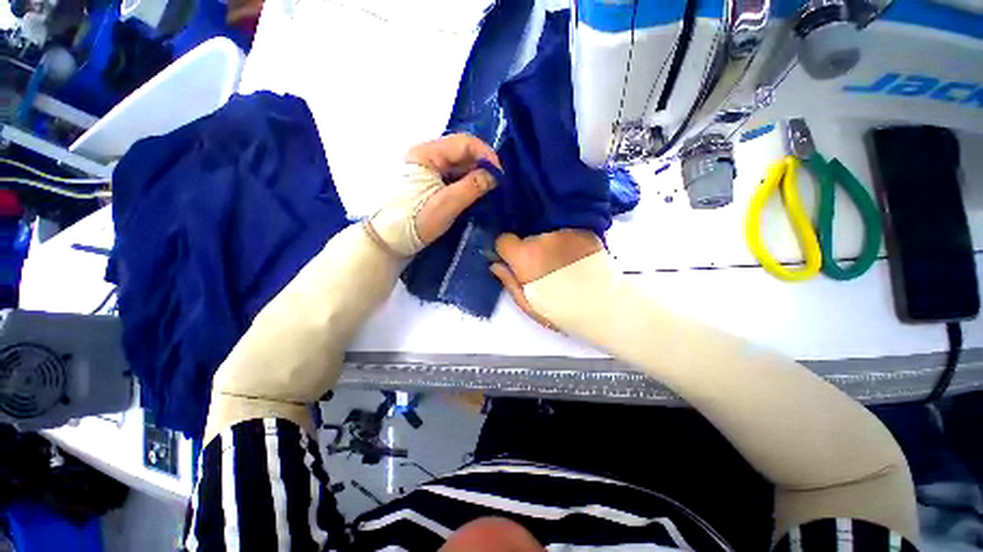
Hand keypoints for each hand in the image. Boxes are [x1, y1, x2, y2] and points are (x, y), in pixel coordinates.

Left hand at [367, 134, 501, 256]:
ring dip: (475, 174)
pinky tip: (475, 192)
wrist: (389, 241)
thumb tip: (495, 175)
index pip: (463, 142)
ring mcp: (427, 169)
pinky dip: (466, 182)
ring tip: (489, 189)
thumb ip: (472, 186)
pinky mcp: (429, 183)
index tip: (500, 174)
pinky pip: (452, 176)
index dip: (485, 155)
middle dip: (482, 165)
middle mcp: (426, 155)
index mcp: (426, 153)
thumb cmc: (415, 221)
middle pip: (461, 151)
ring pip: (458, 165)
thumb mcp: (446, 204)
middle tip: (497, 183)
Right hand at [490, 230, 603, 329]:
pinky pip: (567, 233)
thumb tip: (495, 265)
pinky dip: (568, 242)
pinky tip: (577, 259)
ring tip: (563, 265)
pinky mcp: (583, 232)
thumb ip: (509, 281)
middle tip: (543, 268)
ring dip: (550, 245)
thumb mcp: (528, 304)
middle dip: (530, 249)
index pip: (503, 239)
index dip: (507, 251)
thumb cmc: (561, 310)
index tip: (514, 261)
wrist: (603, 306)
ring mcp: (565, 232)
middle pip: (527, 238)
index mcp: (525, 256)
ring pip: (547, 234)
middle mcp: (542, 238)